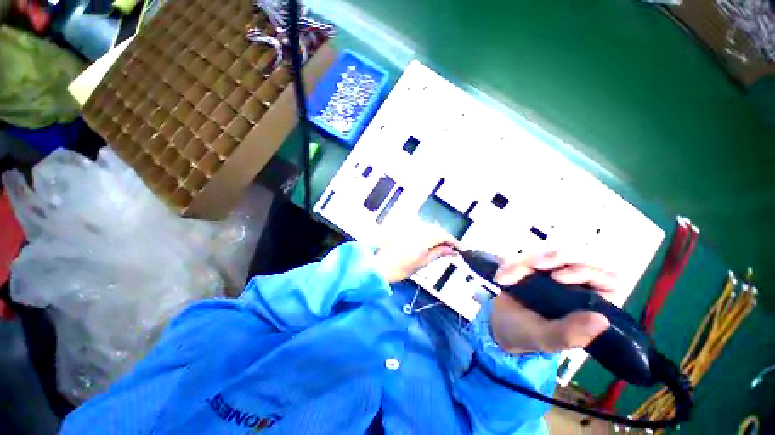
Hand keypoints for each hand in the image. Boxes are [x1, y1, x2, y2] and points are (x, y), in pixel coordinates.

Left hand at [374, 222, 459, 282]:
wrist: (380, 266)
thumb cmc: (401, 268)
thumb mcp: (423, 262)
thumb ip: (438, 253)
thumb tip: (451, 251)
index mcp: (425, 237)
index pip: (444, 235)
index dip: (454, 242)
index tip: (460, 249)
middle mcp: (418, 229)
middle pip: (437, 230)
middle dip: (445, 239)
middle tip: (450, 251)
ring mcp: (410, 229)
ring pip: (429, 230)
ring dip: (436, 238)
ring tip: (439, 250)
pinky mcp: (404, 231)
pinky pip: (420, 231)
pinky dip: (427, 237)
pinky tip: (427, 246)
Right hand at [489, 252, 621, 354]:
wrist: (499, 325)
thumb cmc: (527, 336)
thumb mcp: (547, 339)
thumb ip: (570, 333)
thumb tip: (602, 320)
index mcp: (592, 305)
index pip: (609, 280)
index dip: (588, 272)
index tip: (558, 277)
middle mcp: (579, 286)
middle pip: (579, 258)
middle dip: (554, 258)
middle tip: (532, 265)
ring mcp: (555, 274)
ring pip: (549, 255)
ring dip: (525, 263)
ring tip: (504, 279)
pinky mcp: (535, 268)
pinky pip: (527, 257)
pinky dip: (512, 264)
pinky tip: (500, 277)